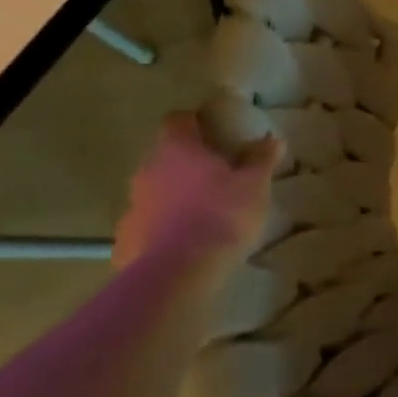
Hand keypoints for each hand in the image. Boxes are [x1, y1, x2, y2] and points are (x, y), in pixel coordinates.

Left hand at [113, 114, 278, 269]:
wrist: (176, 276)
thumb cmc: (221, 217)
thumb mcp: (255, 185)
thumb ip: (262, 159)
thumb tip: (272, 138)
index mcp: (177, 149)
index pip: (178, 120)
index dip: (195, 123)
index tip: (215, 133)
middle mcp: (147, 171)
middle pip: (165, 156)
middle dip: (187, 163)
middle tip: (217, 176)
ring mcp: (131, 207)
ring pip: (155, 191)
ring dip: (174, 196)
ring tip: (203, 214)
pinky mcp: (125, 241)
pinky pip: (147, 226)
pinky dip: (162, 229)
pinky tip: (184, 245)